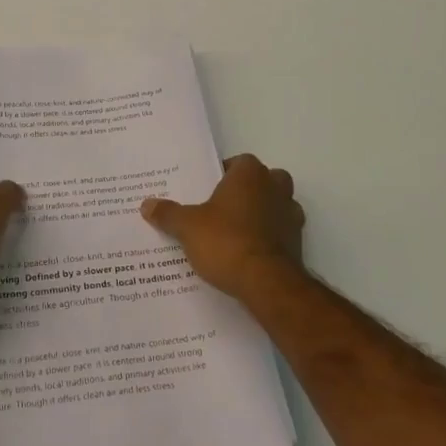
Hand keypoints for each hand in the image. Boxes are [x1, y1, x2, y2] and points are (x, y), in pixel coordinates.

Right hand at [140, 154, 306, 301]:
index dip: (223, 173)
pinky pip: (281, 232)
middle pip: (263, 180)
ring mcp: (291, 215)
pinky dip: (269, 238)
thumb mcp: (187, 227)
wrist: (266, 283)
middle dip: (248, 191)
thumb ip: (168, 214)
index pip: (239, 162)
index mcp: (250, 174)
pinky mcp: (298, 243)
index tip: (208, 189)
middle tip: (223, 208)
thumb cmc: (226, 241)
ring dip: (262, 214)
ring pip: (277, 205)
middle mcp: (276, 187)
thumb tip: (146, 204)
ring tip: (235, 232)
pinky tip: (249, 253)